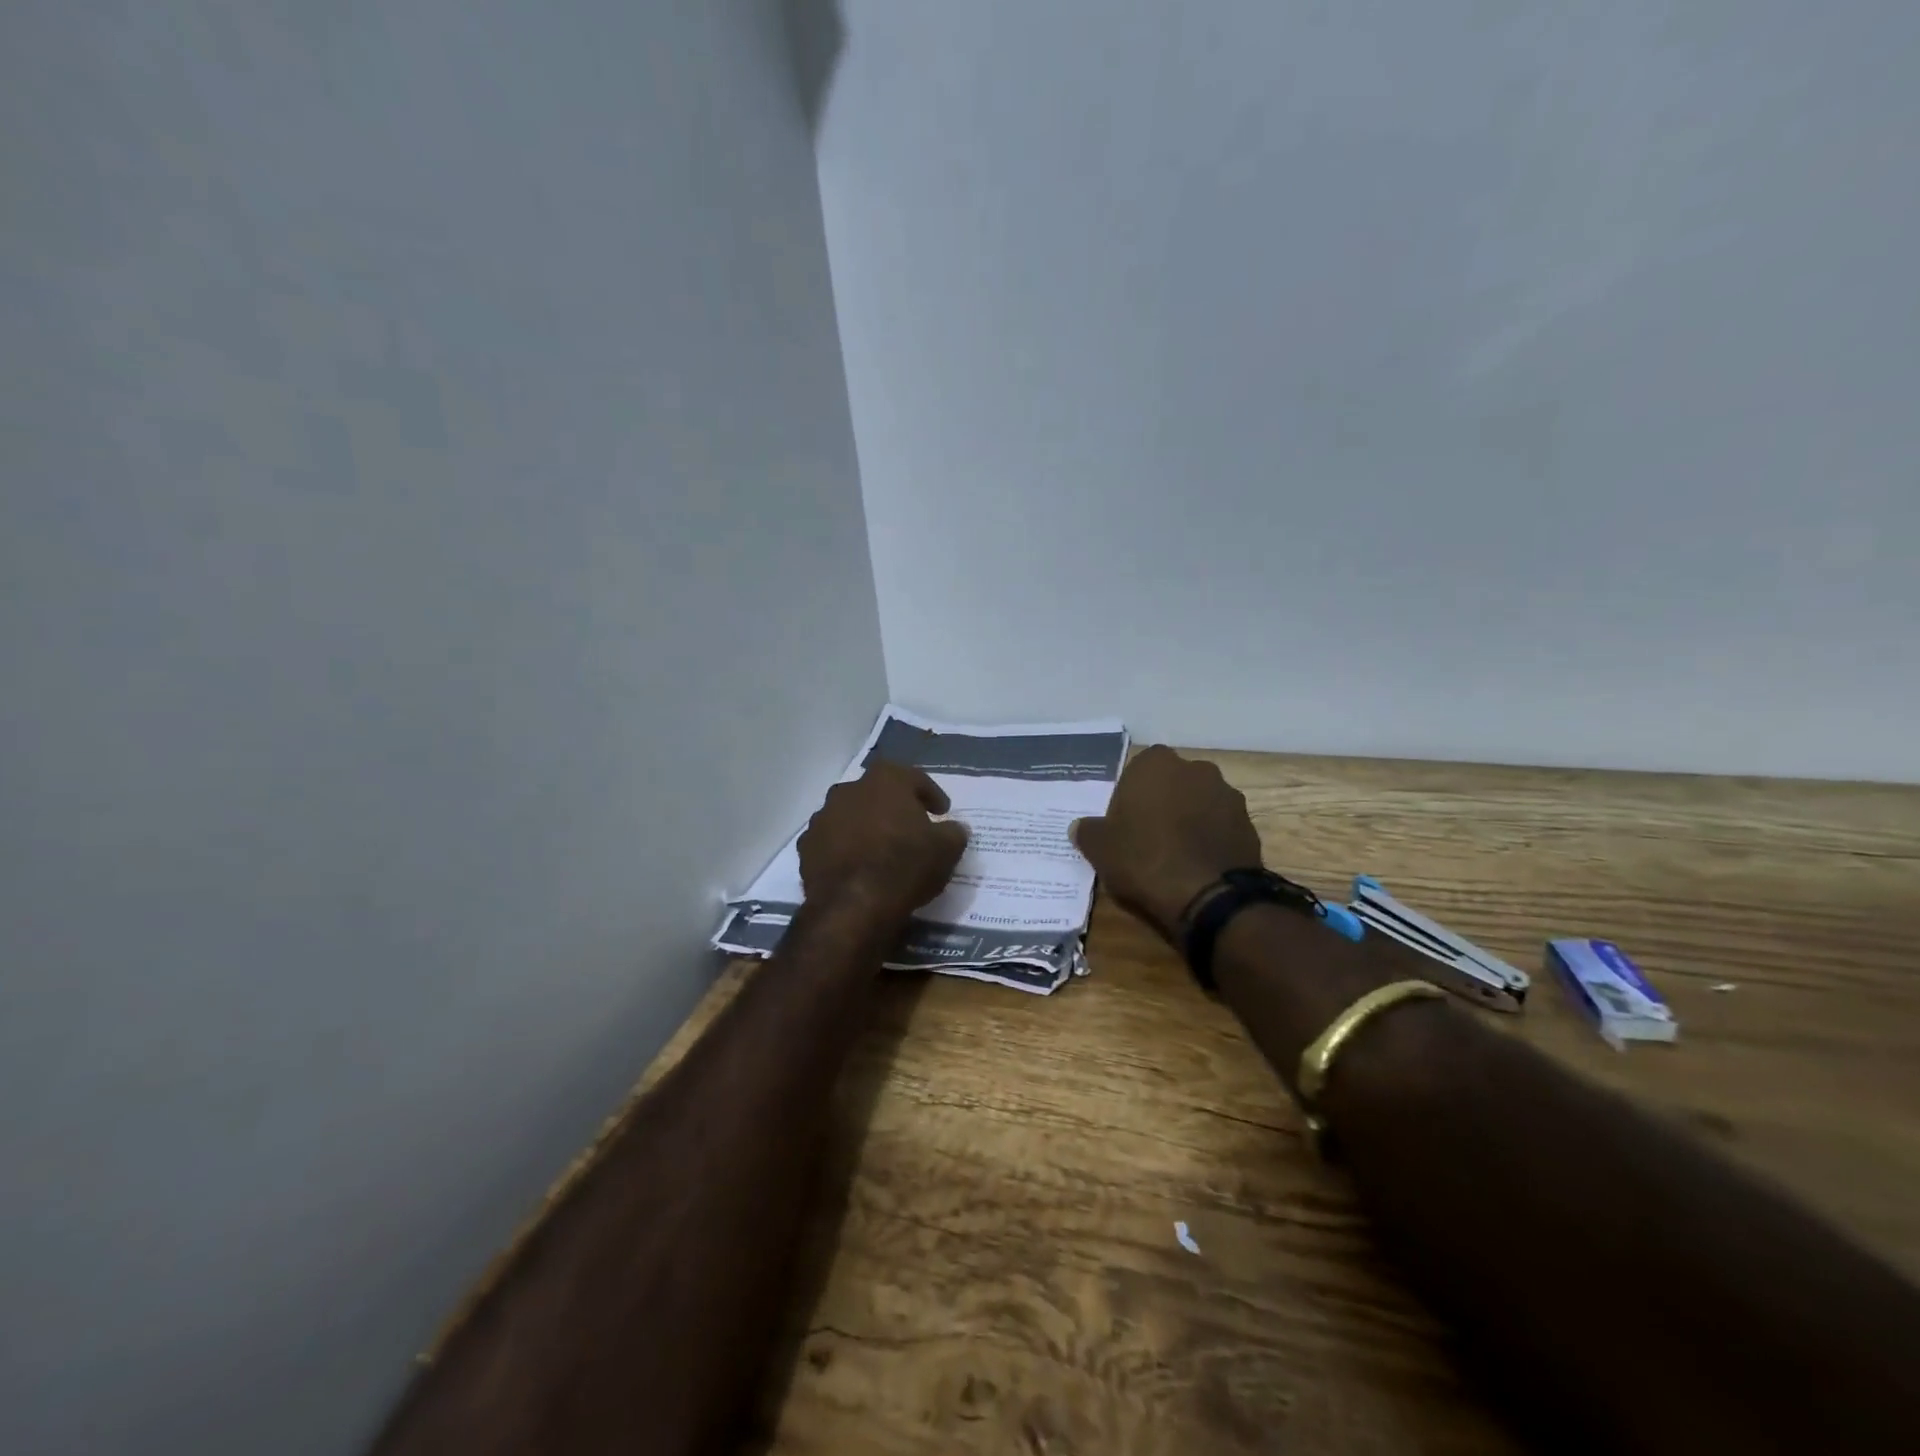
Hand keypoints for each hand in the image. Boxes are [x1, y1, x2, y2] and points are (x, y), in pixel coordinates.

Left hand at [798, 762, 970, 918]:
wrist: (854, 905)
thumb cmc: (906, 865)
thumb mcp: (946, 849)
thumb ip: (953, 832)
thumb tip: (954, 828)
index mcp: (885, 780)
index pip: (914, 778)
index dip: (930, 795)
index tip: (941, 812)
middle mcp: (850, 789)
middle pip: (877, 793)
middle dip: (893, 807)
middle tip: (910, 828)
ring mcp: (823, 817)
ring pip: (851, 816)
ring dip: (865, 827)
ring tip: (881, 850)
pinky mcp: (806, 847)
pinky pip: (832, 842)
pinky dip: (845, 850)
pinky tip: (857, 868)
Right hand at [1070, 745, 1263, 939]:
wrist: (1208, 895)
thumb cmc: (1144, 859)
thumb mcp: (1100, 848)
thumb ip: (1088, 831)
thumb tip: (1080, 827)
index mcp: (1156, 764)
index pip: (1138, 769)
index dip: (1130, 795)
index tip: (1124, 822)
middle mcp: (1195, 769)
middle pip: (1172, 783)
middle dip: (1162, 802)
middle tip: (1147, 836)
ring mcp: (1227, 795)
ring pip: (1199, 802)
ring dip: (1189, 819)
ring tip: (1175, 854)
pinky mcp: (1248, 824)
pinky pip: (1220, 826)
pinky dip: (1209, 838)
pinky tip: (1197, 865)